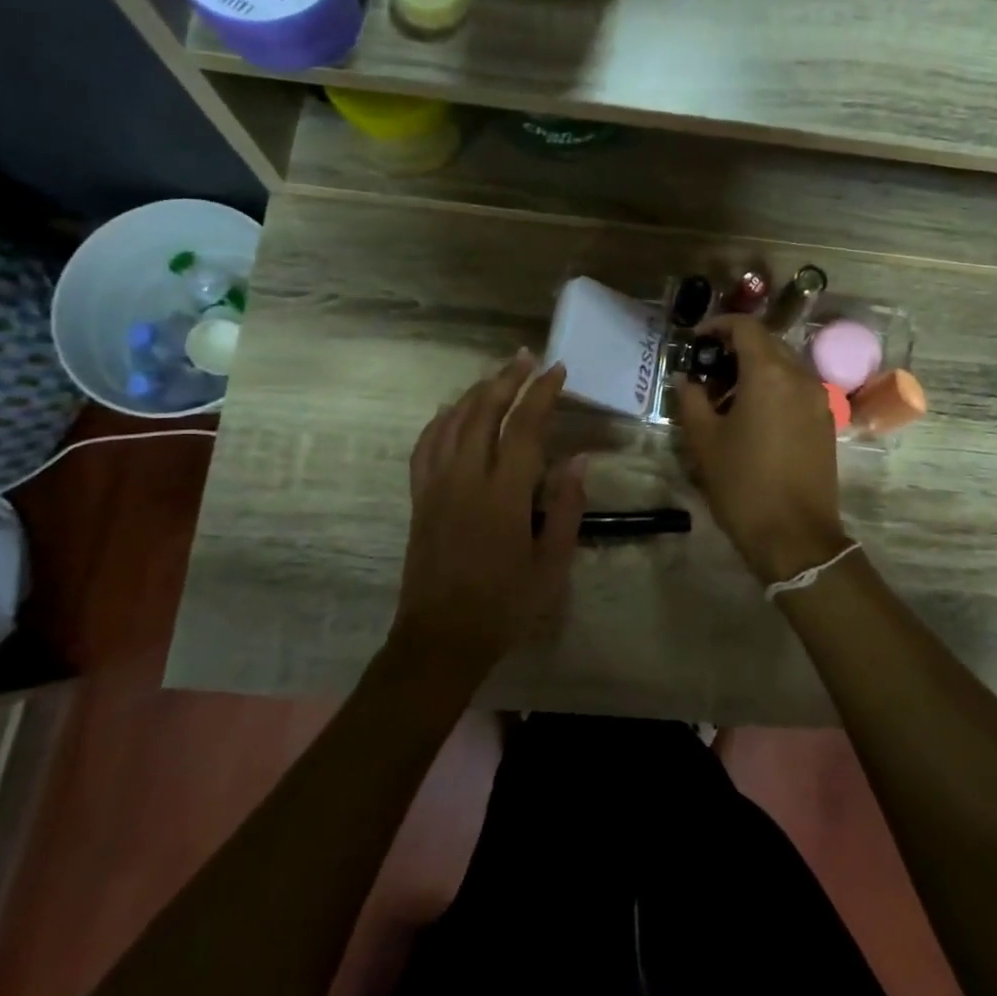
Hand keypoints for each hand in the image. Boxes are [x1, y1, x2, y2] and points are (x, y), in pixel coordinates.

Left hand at [391, 351, 586, 679]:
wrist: (441, 637)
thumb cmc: (505, 604)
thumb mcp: (551, 564)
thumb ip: (566, 508)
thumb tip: (578, 459)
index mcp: (503, 495)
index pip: (523, 427)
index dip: (542, 394)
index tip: (557, 371)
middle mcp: (465, 479)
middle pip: (483, 411)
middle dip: (507, 380)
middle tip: (527, 358)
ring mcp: (435, 485)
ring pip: (452, 421)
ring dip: (476, 392)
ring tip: (498, 375)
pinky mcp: (418, 497)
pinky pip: (425, 445)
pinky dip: (439, 420)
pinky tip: (450, 410)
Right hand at [672, 315, 851, 584]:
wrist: (794, 535)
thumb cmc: (742, 484)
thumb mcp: (704, 441)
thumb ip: (691, 399)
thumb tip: (686, 379)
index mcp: (769, 374)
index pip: (745, 327)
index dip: (718, 326)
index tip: (696, 341)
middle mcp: (800, 377)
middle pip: (767, 344)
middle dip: (735, 349)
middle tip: (706, 371)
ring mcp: (819, 400)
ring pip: (784, 367)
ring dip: (755, 370)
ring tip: (725, 398)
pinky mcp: (826, 422)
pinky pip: (797, 389)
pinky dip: (773, 389)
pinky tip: (752, 417)